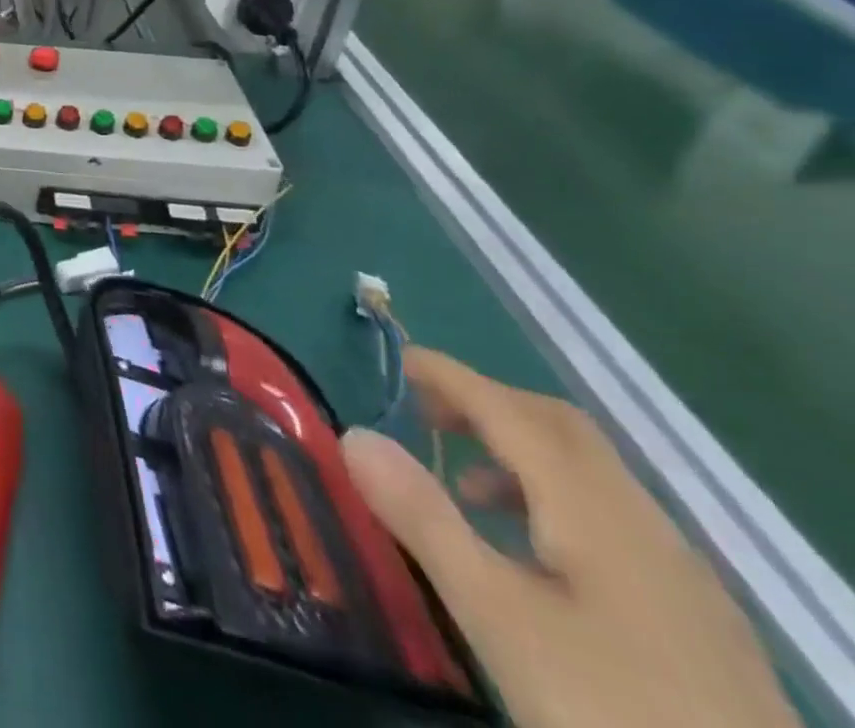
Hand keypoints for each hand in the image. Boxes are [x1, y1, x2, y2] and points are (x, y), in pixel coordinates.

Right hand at [343, 350, 797, 727]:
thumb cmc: (607, 707)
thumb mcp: (496, 614)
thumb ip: (425, 518)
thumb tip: (355, 434)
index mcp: (594, 508)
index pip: (511, 412)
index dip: (453, 377)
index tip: (400, 357)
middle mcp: (643, 523)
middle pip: (559, 429)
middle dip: (487, 405)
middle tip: (425, 414)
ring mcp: (679, 574)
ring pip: (590, 475)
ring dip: (519, 455)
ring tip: (464, 488)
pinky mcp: (696, 620)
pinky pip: (610, 519)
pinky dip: (553, 500)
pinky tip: (532, 556)